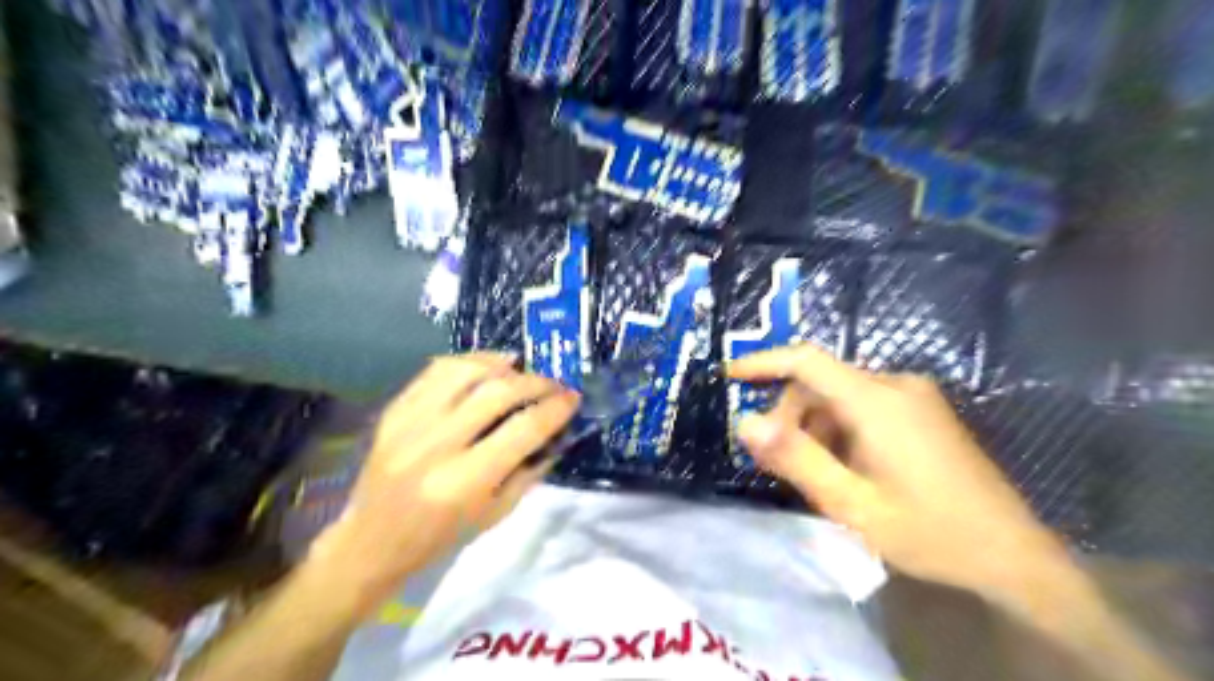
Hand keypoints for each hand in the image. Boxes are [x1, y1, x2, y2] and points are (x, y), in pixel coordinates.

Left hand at [308, 354, 579, 613]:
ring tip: (521, 367)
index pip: (523, 430)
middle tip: (554, 385)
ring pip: (466, 371)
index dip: (555, 409)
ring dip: (502, 364)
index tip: (573, 398)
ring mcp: (410, 422)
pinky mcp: (395, 410)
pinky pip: (436, 370)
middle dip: (536, 382)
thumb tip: (557, 431)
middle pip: (498, 392)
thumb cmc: (440, 537)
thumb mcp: (496, 514)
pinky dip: (469, 361)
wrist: (371, 541)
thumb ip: (529, 470)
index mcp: (465, 481)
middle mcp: (437, 445)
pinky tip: (488, 364)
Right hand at [723, 347, 1063, 597]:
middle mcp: (895, 385)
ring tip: (818, 475)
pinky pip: (864, 406)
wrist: (1012, 556)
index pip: (807, 360)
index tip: (729, 375)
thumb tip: (744, 421)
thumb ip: (795, 459)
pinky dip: (840, 428)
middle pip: (821, 382)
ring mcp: (914, 396)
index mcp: (876, 401)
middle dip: (791, 415)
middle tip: (781, 463)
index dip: (764, 362)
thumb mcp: (851, 503)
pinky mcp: (923, 411)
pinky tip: (847, 467)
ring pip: (840, 395)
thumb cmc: (928, 531)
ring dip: (816, 427)